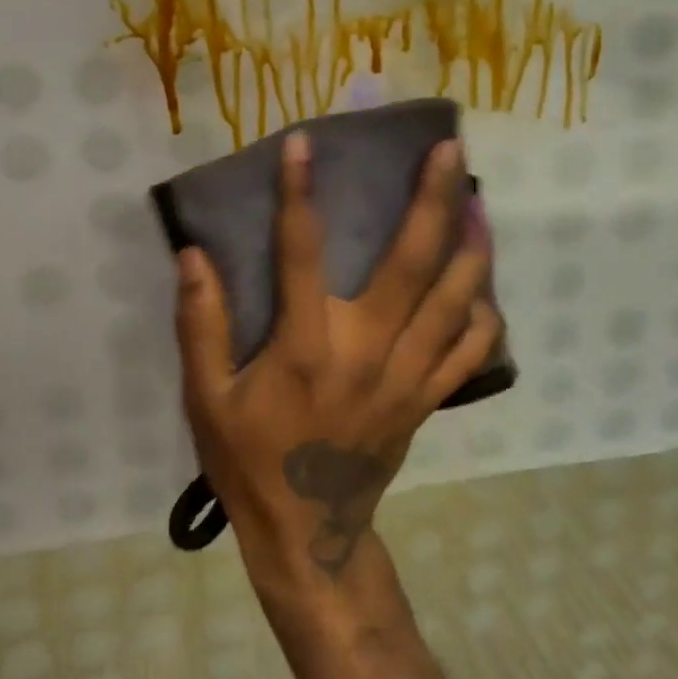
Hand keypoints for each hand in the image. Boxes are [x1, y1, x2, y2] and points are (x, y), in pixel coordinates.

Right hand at [174, 134, 502, 589]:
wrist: (308, 534)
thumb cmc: (250, 461)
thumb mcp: (206, 399)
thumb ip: (200, 325)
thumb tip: (194, 255)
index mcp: (307, 348)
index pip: (302, 253)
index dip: (299, 194)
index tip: (304, 144)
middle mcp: (367, 351)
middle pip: (412, 263)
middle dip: (433, 199)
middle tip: (449, 150)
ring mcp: (407, 376)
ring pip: (455, 299)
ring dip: (472, 245)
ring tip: (479, 198)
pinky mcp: (427, 399)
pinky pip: (469, 350)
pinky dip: (482, 312)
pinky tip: (483, 283)